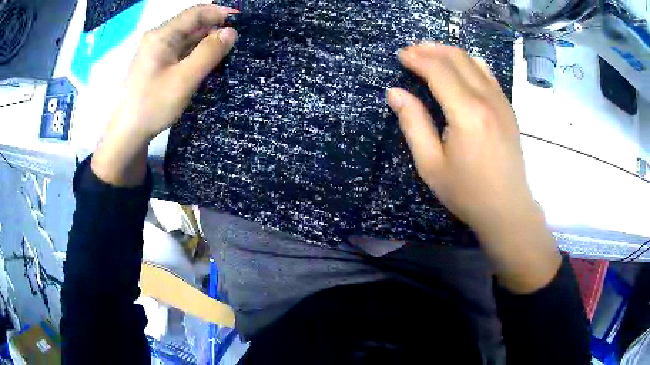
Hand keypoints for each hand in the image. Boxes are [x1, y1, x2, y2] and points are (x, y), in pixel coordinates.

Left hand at [92, 5, 237, 185]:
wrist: (127, 134)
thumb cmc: (153, 106)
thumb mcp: (184, 79)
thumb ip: (209, 53)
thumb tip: (231, 32)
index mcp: (161, 35)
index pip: (196, 13)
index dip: (220, 13)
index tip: (241, 22)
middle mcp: (158, 38)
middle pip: (192, 24)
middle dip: (215, 29)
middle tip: (236, 43)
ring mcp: (156, 51)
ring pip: (187, 38)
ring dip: (207, 43)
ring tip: (226, 53)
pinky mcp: (157, 64)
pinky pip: (181, 51)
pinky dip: (196, 54)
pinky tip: (207, 63)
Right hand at [386, 43, 559, 292]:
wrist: (507, 208)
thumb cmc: (467, 192)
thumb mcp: (431, 165)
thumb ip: (413, 124)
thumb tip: (395, 92)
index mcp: (467, 113)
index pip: (439, 70)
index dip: (417, 58)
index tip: (401, 56)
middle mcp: (487, 100)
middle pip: (457, 59)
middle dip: (431, 50)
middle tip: (412, 51)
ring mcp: (501, 102)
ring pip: (474, 62)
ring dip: (450, 53)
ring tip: (431, 54)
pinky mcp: (508, 108)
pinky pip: (488, 74)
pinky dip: (469, 63)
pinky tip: (459, 68)